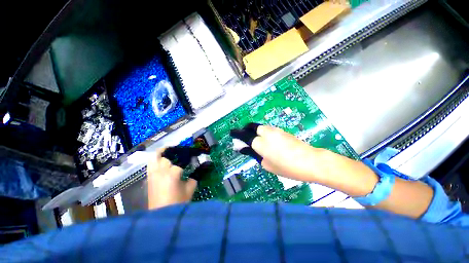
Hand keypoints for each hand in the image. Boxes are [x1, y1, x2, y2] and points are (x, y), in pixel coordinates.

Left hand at [147, 148, 196, 208]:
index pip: (180, 161)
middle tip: (180, 154)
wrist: (162, 216)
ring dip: (161, 153)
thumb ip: (194, 176)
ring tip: (168, 151)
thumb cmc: (178, 202)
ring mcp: (152, 174)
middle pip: (165, 157)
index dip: (187, 159)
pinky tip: (161, 161)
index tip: (192, 158)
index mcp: (172, 173)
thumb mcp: (190, 189)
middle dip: (173, 155)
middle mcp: (161, 171)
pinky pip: (150, 165)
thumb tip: (198, 169)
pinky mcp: (149, 178)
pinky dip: (155, 160)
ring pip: (154, 158)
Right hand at [231, 124, 324, 180]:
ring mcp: (274, 130)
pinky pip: (268, 129)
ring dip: (254, 131)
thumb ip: (253, 154)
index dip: (236, 133)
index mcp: (259, 143)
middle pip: (251, 126)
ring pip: (259, 127)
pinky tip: (267, 140)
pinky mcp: (282, 131)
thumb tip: (243, 148)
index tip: (232, 134)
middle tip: (244, 137)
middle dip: (245, 129)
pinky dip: (263, 132)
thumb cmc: (287, 167)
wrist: (310, 161)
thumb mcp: (267, 164)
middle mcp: (265, 133)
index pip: (243, 135)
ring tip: (255, 139)